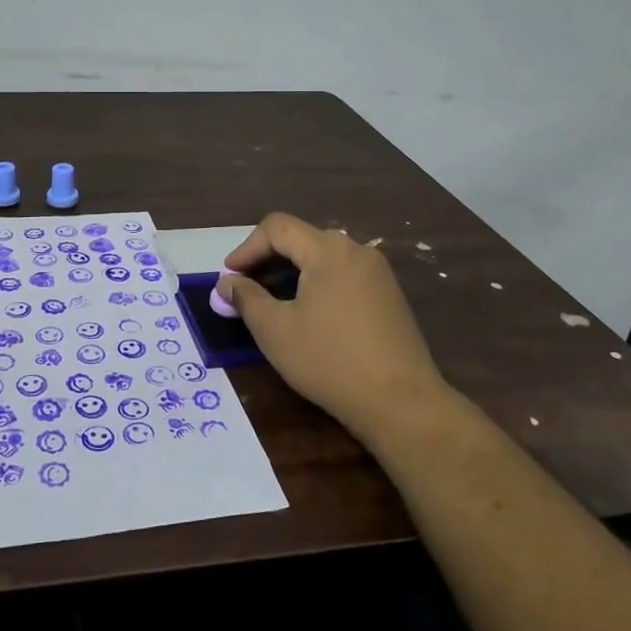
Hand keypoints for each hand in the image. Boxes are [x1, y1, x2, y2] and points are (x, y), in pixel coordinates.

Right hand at [218, 212, 453, 442]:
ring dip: (292, 271)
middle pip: (302, 238)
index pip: (277, 227)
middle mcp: (356, 250)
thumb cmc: (331, 361)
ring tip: (272, 300)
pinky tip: (308, 313)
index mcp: (328, 250)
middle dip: (267, 259)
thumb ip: (246, 299)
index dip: (247, 248)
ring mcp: (378, 272)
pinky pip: (343, 274)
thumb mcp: (276, 331)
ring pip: (323, 257)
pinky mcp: (389, 296)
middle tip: (244, 287)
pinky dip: (317, 283)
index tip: (228, 277)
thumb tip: (227, 283)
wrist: (402, 403)